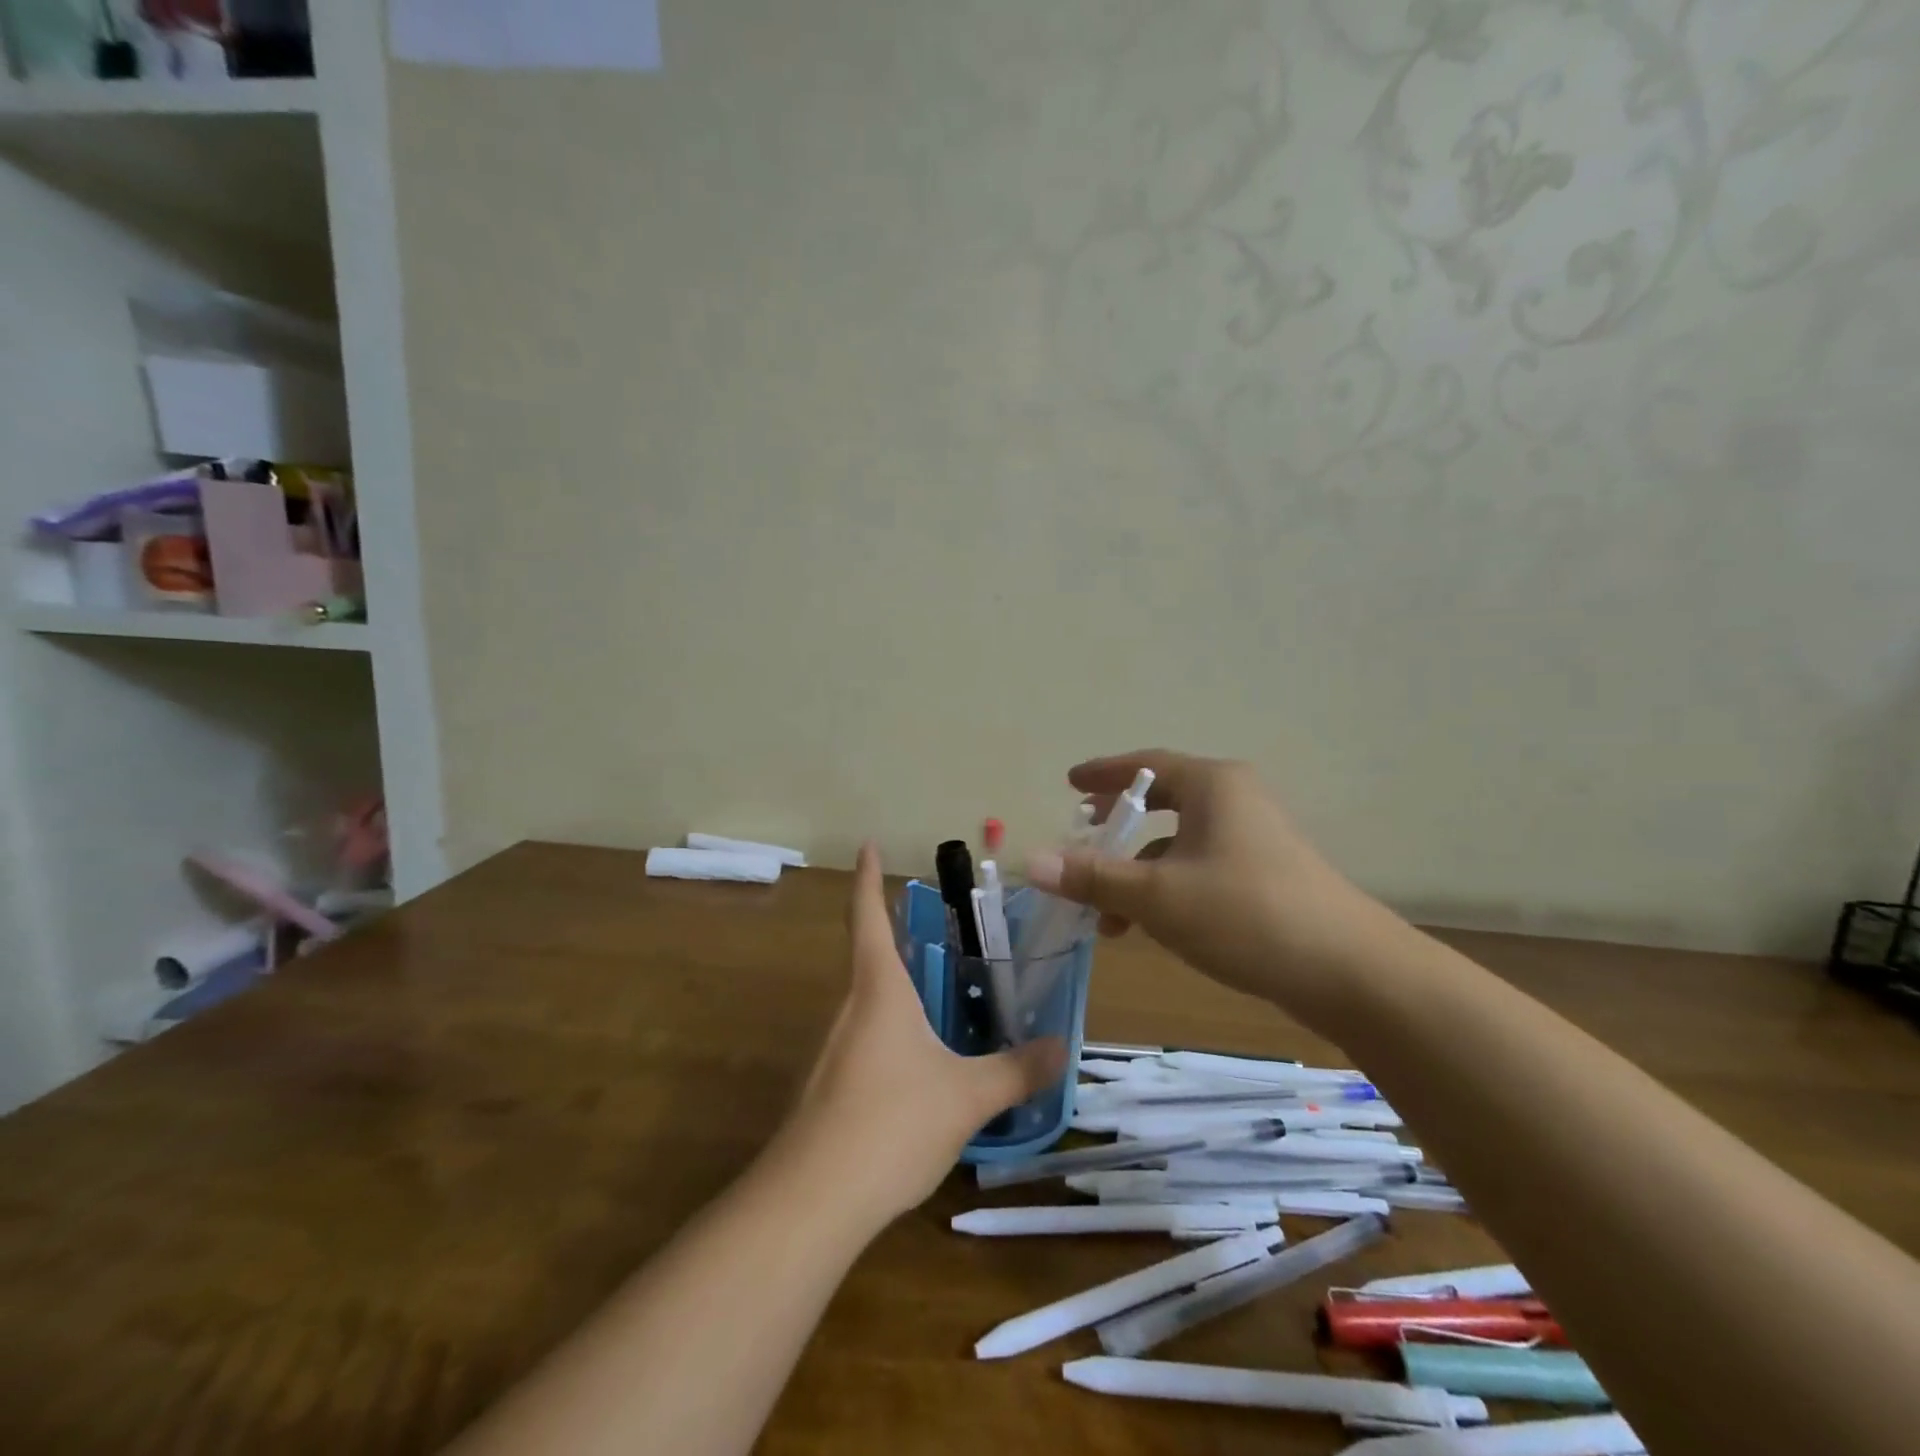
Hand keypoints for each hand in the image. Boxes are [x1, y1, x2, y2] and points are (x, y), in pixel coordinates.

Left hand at [781, 844, 1064, 1222]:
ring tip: (942, 998)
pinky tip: (919, 1067)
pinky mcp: (827, 1087)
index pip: (868, 916)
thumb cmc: (892, 1122)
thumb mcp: (967, 1096)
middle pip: (871, 957)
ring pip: (869, 1003)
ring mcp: (832, 1049)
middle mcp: (849, 1008)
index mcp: (878, 988)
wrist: (812, 1200)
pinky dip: (892, 1034)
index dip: (867, 877)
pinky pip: (865, 1042)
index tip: (866, 844)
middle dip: (901, 939)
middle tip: (942, 932)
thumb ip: (1016, 1070)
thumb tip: (1063, 1047)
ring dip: (899, 990)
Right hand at [1024, 750, 1397, 1021]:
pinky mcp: (1268, 876)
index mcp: (1213, 785)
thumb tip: (1031, 861)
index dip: (1103, 774)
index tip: (1070, 783)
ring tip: (1107, 915)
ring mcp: (1256, 840)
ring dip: (1139, 872)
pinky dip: (1169, 889)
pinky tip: (1152, 928)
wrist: (1351, 972)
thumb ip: (1094, 877)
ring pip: (1181, 844)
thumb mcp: (1157, 896)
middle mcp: (1236, 801)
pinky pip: (1201, 868)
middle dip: (1119, 827)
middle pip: (1164, 802)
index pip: (1146, 766)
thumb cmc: (1245, 914)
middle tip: (1085, 838)